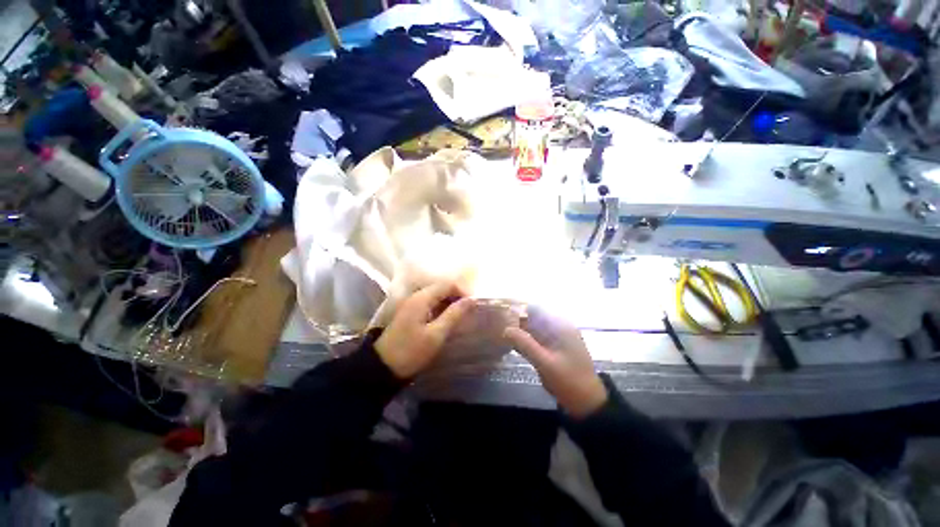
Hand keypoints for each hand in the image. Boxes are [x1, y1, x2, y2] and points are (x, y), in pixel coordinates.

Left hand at [375, 282, 473, 378]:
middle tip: (468, 311)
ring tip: (460, 315)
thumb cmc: (411, 351)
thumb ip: (454, 314)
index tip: (473, 305)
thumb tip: (471, 300)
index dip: (462, 291)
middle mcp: (416, 296)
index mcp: (422, 298)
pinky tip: (446, 319)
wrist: (382, 367)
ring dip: (449, 302)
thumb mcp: (436, 334)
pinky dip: (440, 307)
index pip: (447, 284)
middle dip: (457, 296)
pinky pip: (429, 303)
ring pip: (436, 295)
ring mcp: (411, 304)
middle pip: (441, 288)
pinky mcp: (409, 312)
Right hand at [504, 307, 606, 418]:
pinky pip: (536, 339)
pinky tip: (512, 344)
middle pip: (534, 318)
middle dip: (517, 320)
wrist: (587, 402)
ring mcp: (556, 338)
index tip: (502, 314)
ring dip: (520, 331)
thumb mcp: (545, 363)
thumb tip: (505, 329)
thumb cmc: (569, 380)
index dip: (519, 309)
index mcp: (561, 326)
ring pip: (534, 329)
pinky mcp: (553, 349)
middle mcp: (559, 328)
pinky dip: (525, 340)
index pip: (536, 309)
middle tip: (498, 325)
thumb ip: (525, 344)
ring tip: (501, 333)